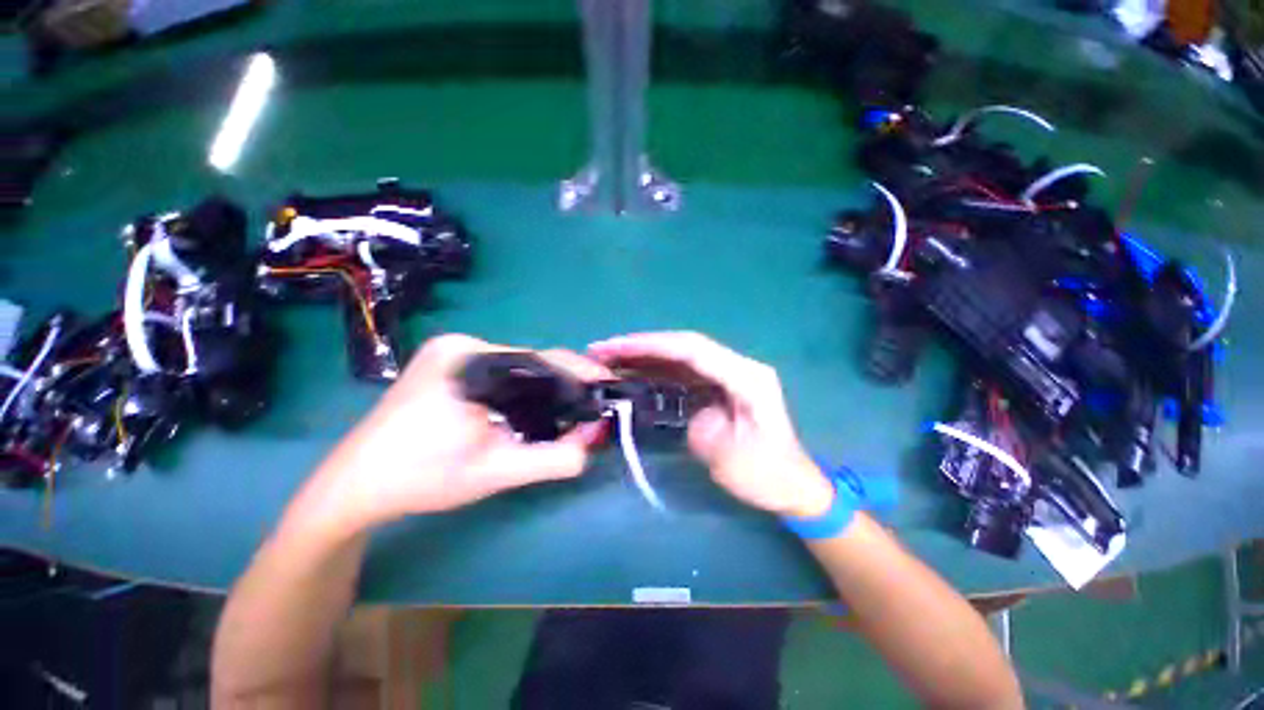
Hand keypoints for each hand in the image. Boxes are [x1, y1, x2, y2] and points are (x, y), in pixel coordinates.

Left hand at [309, 334, 608, 531]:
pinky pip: (499, 370)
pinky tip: (526, 408)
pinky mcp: (445, 361)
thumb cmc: (422, 479)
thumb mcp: (497, 471)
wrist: (355, 486)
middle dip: (560, 384)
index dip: (578, 372)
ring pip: (517, 366)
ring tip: (561, 410)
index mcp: (470, 359)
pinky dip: (520, 388)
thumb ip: (554, 458)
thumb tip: (596, 438)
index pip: (541, 359)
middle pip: (530, 362)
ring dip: (540, 387)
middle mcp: (462, 343)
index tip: (606, 386)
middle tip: (584, 407)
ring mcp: (451, 349)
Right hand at [589, 332, 833, 517]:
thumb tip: (691, 413)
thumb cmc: (771, 476)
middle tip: (601, 350)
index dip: (652, 346)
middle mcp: (736, 367)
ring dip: (643, 356)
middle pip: (682, 346)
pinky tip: (631, 375)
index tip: (616, 348)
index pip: (693, 349)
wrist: (792, 484)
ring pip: (678, 357)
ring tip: (608, 360)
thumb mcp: (738, 462)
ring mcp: (726, 376)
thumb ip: (707, 432)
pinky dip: (654, 372)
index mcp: (747, 377)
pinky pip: (680, 373)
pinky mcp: (716, 388)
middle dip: (640, 346)